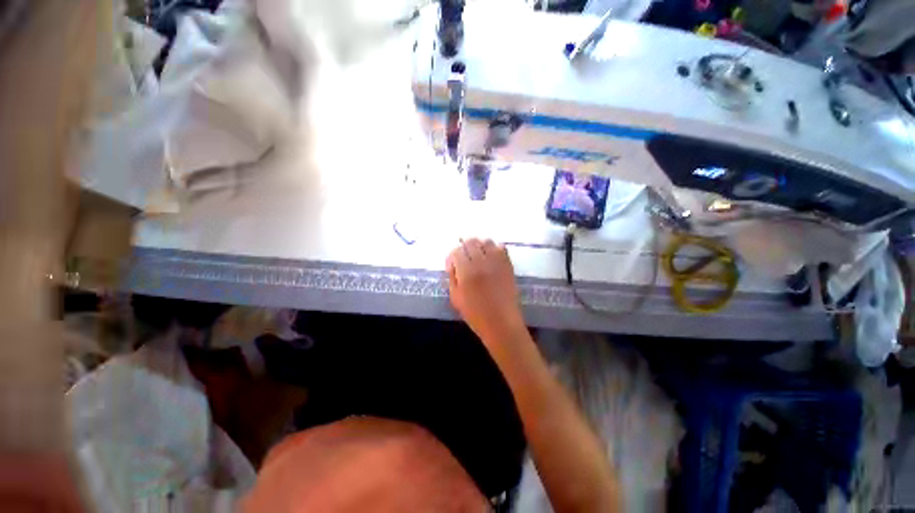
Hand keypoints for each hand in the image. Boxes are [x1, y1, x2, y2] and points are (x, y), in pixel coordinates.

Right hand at [446, 239, 525, 345]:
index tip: (454, 262)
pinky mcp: (508, 264)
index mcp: (466, 272)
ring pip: (486, 241)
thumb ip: (452, 276)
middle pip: (471, 242)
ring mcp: (497, 262)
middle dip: (465, 246)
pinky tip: (491, 257)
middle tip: (464, 256)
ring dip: (479, 245)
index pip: (456, 251)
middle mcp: (482, 262)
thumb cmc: (475, 314)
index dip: (453, 255)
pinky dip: (494, 248)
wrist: (502, 323)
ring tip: (478, 255)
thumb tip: (452, 261)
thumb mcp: (455, 297)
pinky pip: (501, 247)